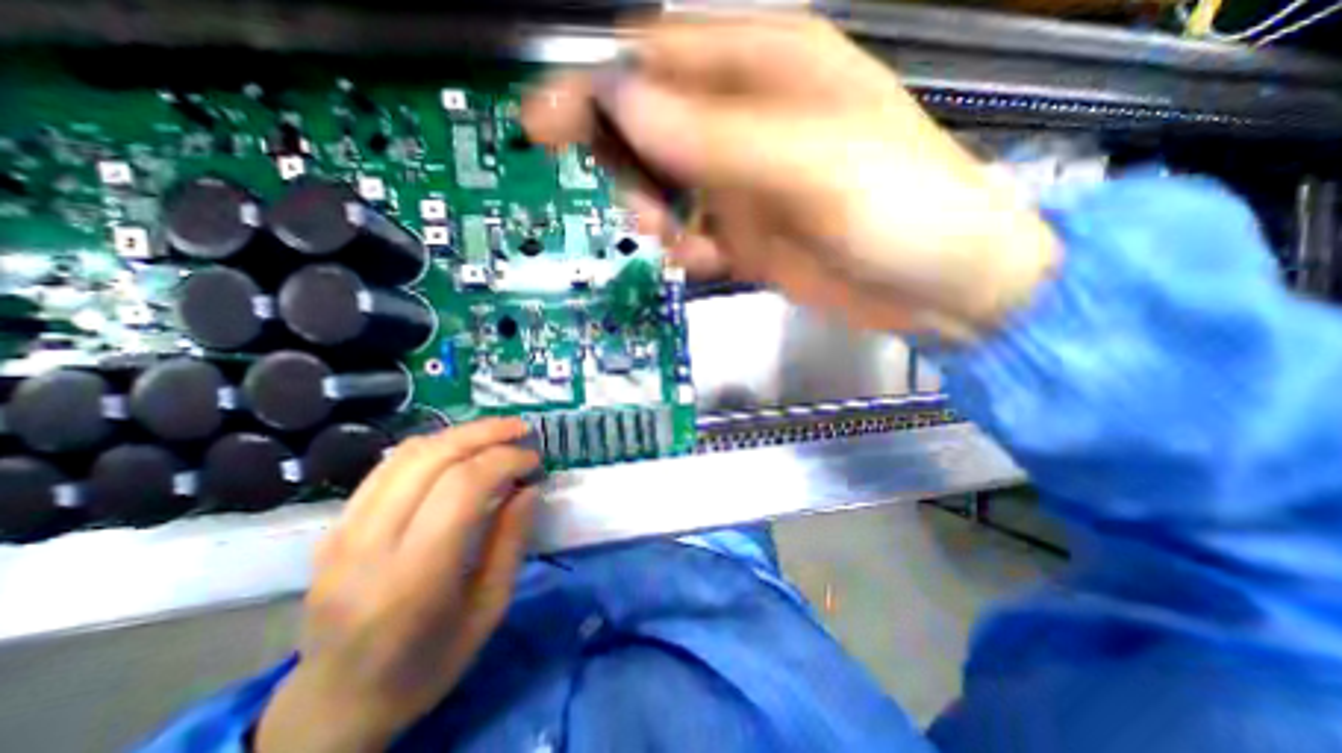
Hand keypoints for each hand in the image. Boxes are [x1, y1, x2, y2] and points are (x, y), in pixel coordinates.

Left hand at [257, 421, 537, 748]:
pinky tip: (458, 450)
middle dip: (486, 433)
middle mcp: (369, 547)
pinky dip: (432, 447)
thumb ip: (511, 542)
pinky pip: (387, 467)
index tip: (534, 460)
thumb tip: (530, 488)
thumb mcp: (489, 610)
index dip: (505, 459)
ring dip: (460, 434)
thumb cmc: (426, 665)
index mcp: (414, 579)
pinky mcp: (333, 528)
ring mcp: (342, 534)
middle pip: (433, 459)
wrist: (333, 706)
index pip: (462, 487)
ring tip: (496, 433)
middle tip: (522, 430)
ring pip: (407, 455)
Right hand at [524, 12, 1058, 340]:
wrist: (937, 285)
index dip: (597, 85)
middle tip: (636, 206)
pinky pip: (695, 234)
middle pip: (653, 125)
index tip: (548, 126)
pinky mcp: (749, 235)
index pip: (658, 58)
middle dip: (627, 163)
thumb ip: (718, 137)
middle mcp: (748, 121)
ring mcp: (745, 184)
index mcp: (769, 69)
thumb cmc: (899, 208)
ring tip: (676, 240)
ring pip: (667, 186)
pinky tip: (705, 262)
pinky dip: (686, 249)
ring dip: (656, 214)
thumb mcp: (812, 163)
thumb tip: (624, 109)